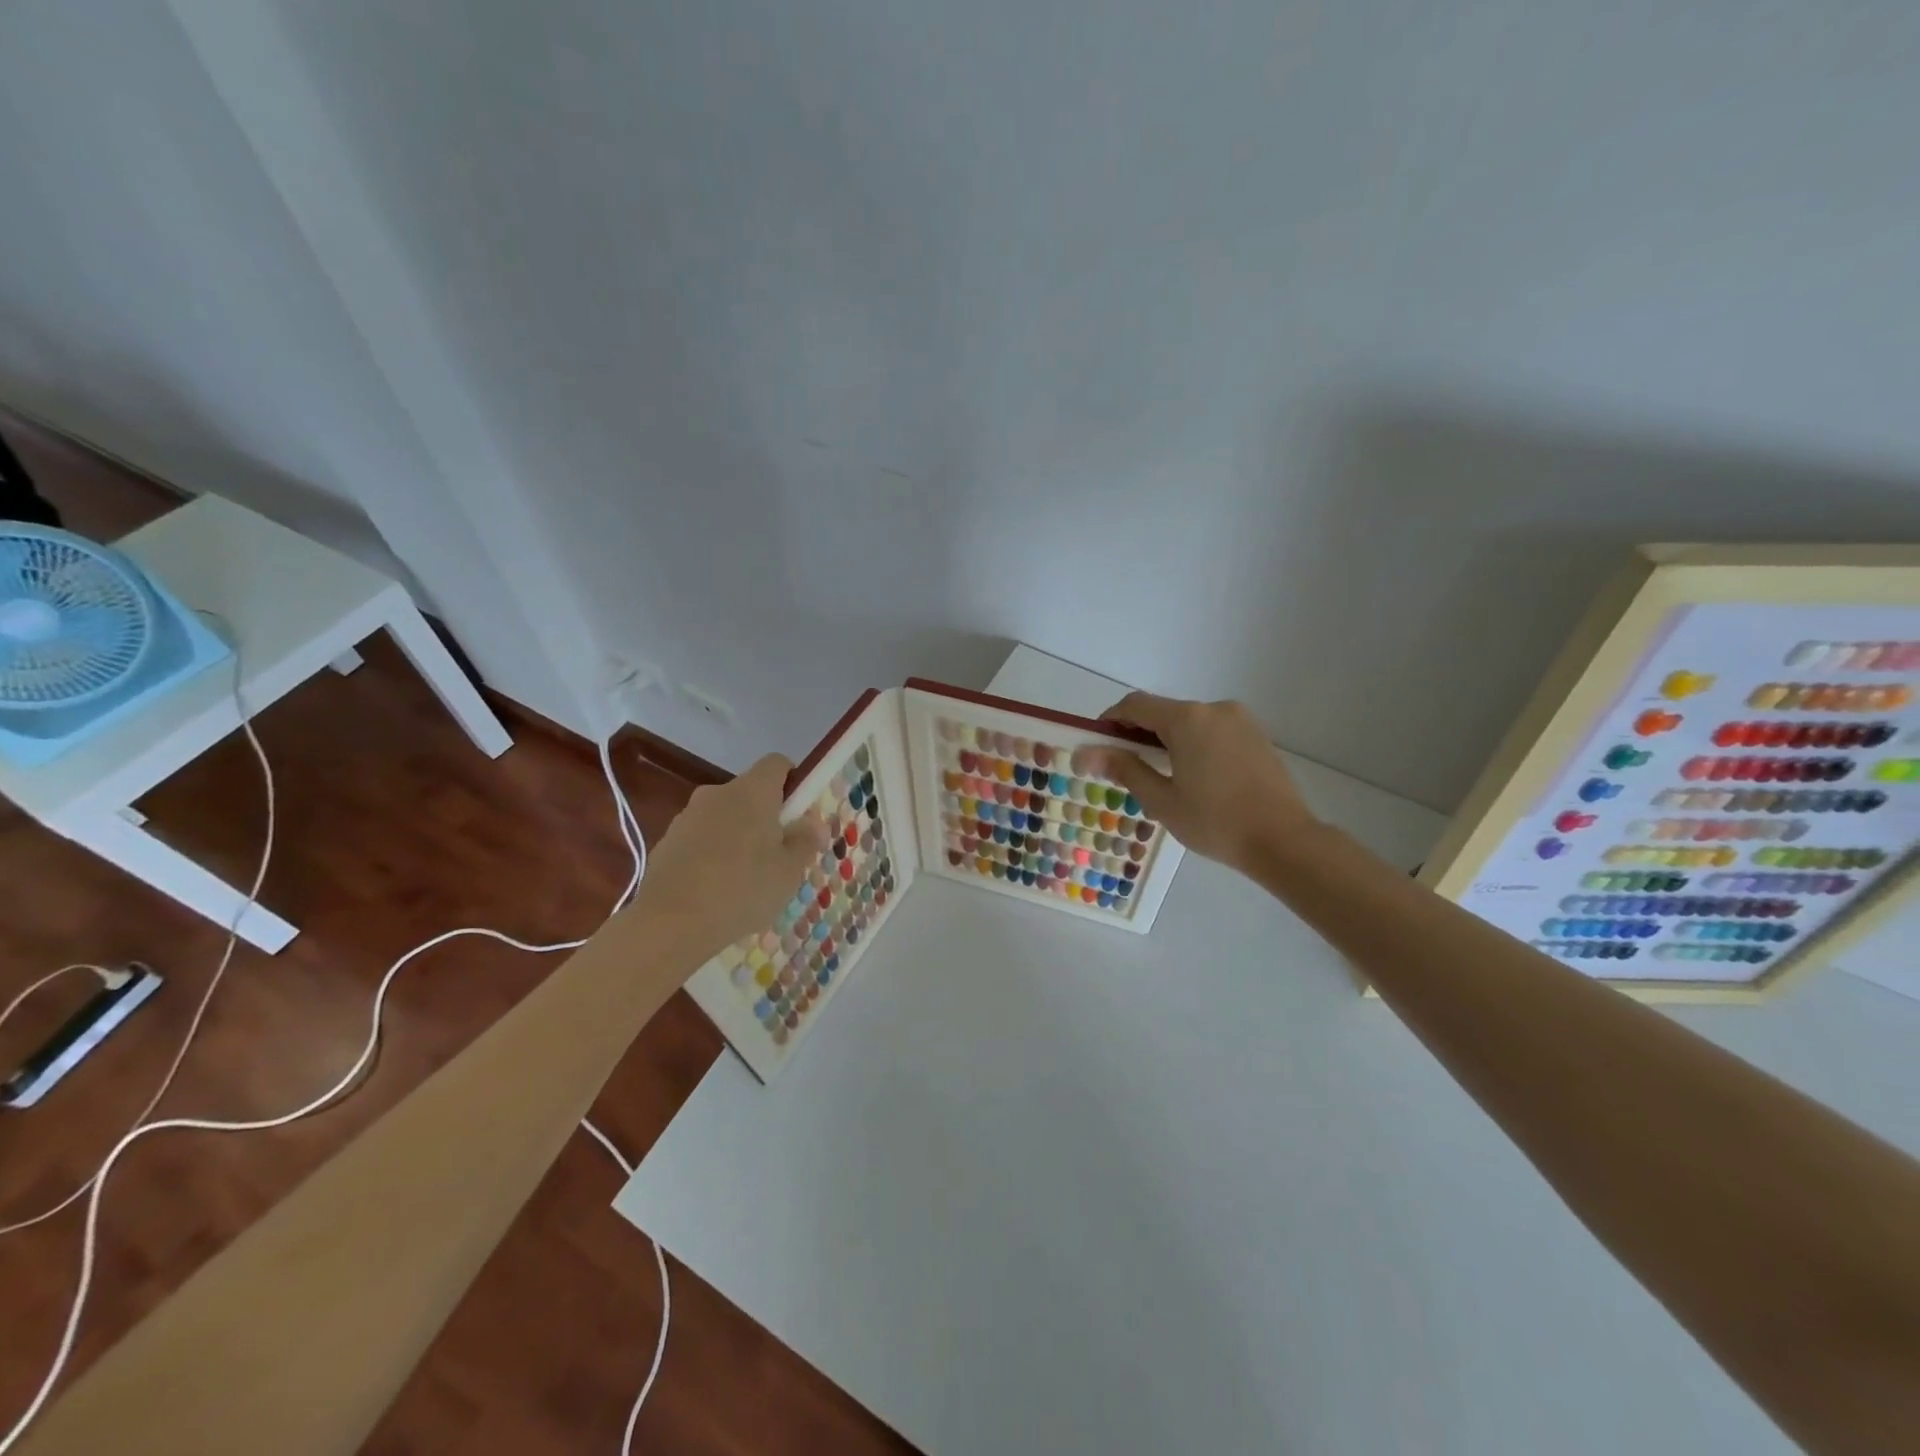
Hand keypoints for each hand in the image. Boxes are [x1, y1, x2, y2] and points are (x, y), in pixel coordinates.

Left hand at [630, 754, 827, 966]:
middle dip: (766, 816)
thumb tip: (814, 823)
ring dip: (738, 836)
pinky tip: (716, 890)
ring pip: (724, 817)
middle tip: (779, 855)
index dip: (793, 782)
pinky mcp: (666, 842)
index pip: (777, 764)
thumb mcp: (789, 871)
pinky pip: (701, 839)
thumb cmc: (742, 889)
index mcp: (752, 791)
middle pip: (750, 793)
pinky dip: (712, 854)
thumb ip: (805, 841)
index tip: (800, 814)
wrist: (669, 923)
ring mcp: (687, 816)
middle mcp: (717, 793)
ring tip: (746, 879)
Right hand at [1078, 693, 1319, 875]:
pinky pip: (1214, 731)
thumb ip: (1124, 769)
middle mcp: (1214, 709)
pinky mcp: (1257, 735)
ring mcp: (1240, 720)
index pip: (1135, 705)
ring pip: (1190, 722)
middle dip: (1140, 733)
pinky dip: (1195, 744)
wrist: (1284, 840)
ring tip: (1163, 777)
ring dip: (1168, 739)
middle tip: (1126, 768)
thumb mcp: (1161, 800)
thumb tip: (1086, 753)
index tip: (1098, 743)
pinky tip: (1195, 777)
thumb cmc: (1215, 822)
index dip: (1111, 719)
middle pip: (1164, 712)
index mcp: (1187, 719)